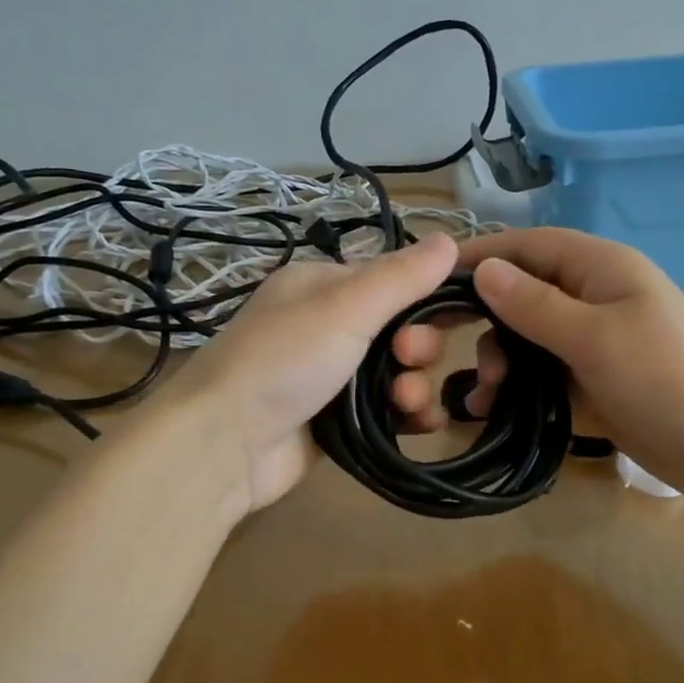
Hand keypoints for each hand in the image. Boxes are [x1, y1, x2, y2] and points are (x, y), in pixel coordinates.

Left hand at [156, 234, 458, 513]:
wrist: (225, 444)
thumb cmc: (284, 360)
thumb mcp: (344, 307)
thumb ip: (400, 277)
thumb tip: (451, 238)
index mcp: (323, 286)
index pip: (394, 279)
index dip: (429, 294)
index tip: (458, 313)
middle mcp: (329, 326)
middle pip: (402, 330)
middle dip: (418, 347)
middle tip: (407, 360)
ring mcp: (334, 377)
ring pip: (400, 374)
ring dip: (415, 386)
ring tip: (405, 403)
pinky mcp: (340, 422)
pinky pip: (391, 412)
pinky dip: (409, 416)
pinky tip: (419, 425)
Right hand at [389, 227, 683, 505]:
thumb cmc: (666, 380)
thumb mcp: (595, 338)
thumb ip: (535, 305)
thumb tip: (483, 270)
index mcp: (598, 268)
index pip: (525, 246)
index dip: (477, 256)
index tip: (427, 279)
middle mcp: (590, 296)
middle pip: (519, 292)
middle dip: (481, 318)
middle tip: (435, 346)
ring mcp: (590, 339)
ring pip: (524, 336)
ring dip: (496, 360)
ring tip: (483, 394)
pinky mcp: (590, 378)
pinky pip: (539, 372)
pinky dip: (514, 386)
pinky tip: (490, 410)